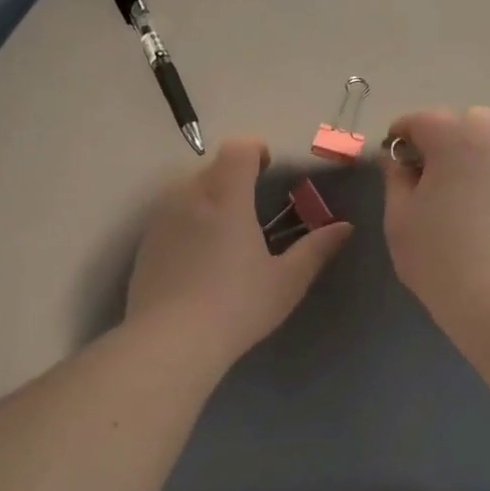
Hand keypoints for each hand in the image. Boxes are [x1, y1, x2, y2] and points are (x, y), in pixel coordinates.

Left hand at [126, 137, 352, 370]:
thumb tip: (344, 228)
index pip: (238, 149)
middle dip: (233, 176)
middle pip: (212, 167)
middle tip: (252, 208)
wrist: (170, 341)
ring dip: (208, 197)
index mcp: (226, 197)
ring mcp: (161, 218)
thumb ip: (316, 249)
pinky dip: (187, 221)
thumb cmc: (237, 306)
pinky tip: (198, 259)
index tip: (268, 168)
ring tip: (225, 234)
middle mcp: (189, 196)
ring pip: (187, 190)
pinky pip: (170, 216)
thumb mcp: (286, 282)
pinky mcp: (145, 243)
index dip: (255, 150)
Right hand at [379, 107, 489, 323]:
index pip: (422, 119)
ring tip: (448, 194)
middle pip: (466, 121)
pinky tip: (472, 214)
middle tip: (422, 172)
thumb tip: (396, 159)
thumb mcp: (399, 216)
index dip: (400, 133)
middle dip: (441, 136)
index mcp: (455, 140)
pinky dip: (485, 179)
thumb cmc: (437, 254)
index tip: (388, 155)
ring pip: (489, 145)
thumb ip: (395, 178)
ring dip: (466, 157)